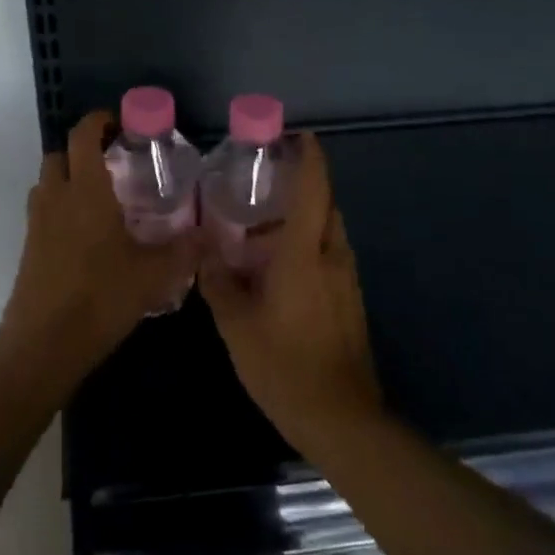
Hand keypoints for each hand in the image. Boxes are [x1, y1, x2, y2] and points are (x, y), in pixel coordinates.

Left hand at [2, 111, 196, 376]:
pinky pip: (44, 210)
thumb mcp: (154, 274)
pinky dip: (61, 207)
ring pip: (48, 182)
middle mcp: (56, 197)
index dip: (98, 121)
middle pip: (59, 155)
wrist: (45, 344)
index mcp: (85, 190)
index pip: (82, 136)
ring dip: (69, 178)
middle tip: (114, 161)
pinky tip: (88, 234)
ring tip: (102, 196)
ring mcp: (37, 222)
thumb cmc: (101, 297)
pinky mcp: (29, 247)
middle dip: (82, 150)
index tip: (119, 123)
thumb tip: (212, 234)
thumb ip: (186, 251)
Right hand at [199, 133, 384, 455]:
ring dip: (302, 222)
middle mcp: (332, 257)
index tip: (296, 136)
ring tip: (261, 230)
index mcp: (305, 254)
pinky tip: (277, 271)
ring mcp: (347, 281)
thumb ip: (218, 283)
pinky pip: (329, 257)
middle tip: (264, 184)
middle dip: (302, 188)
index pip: (314, 190)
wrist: (340, 418)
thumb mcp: (236, 325)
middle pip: (325, 206)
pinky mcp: (351, 302)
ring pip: (328, 233)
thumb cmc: (283, 365)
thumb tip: (204, 254)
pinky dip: (308, 248)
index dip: (309, 158)